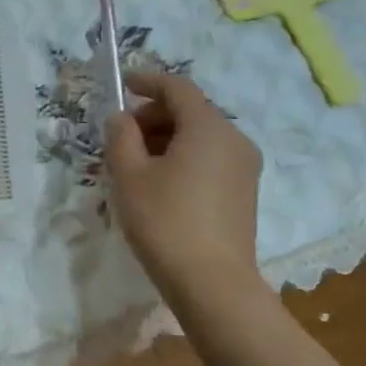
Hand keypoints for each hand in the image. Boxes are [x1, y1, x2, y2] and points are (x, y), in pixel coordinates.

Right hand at [104, 72, 261, 298]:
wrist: (213, 284)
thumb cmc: (165, 222)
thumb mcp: (129, 176)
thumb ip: (121, 137)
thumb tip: (121, 118)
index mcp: (208, 127)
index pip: (178, 88)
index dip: (148, 81)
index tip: (123, 84)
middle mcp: (234, 139)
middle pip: (191, 112)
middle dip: (153, 116)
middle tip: (121, 137)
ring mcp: (244, 167)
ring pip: (200, 137)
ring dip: (167, 139)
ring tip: (135, 165)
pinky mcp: (245, 192)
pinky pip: (210, 159)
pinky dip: (184, 158)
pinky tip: (160, 184)